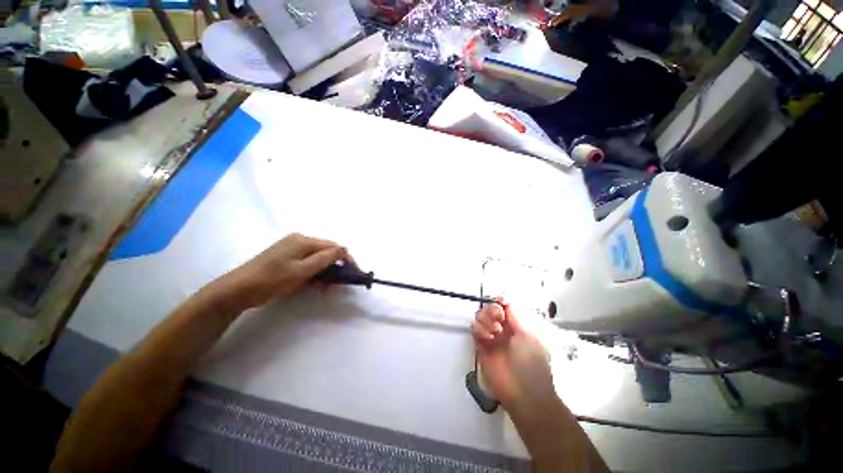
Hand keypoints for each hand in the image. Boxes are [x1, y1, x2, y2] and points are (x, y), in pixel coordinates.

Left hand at [221, 233, 348, 309]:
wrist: (237, 290)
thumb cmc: (272, 279)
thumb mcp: (302, 270)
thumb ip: (325, 258)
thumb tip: (345, 248)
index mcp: (303, 240)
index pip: (333, 246)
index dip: (345, 258)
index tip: (353, 272)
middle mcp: (298, 241)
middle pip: (325, 252)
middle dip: (334, 267)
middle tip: (337, 284)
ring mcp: (290, 249)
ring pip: (316, 259)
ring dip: (324, 272)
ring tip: (325, 288)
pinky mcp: (285, 258)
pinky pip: (306, 263)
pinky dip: (312, 273)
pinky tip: (312, 284)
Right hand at [471, 302, 556, 411]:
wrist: (524, 393)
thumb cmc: (532, 362)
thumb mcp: (528, 334)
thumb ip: (515, 315)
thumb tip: (504, 299)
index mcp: (518, 324)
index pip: (504, 306)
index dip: (500, 301)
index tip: (499, 302)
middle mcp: (504, 328)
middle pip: (490, 309)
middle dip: (492, 310)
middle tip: (498, 318)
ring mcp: (492, 337)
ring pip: (481, 317)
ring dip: (486, 319)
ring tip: (495, 332)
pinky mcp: (482, 347)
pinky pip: (475, 330)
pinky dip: (479, 330)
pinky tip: (488, 338)